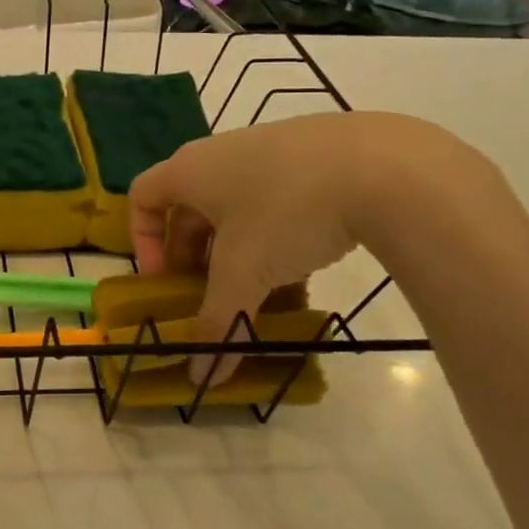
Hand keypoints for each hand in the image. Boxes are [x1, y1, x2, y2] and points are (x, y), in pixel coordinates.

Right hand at [129, 113, 449, 382]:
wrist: (386, 167)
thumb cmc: (287, 212)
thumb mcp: (245, 273)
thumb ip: (217, 322)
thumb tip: (199, 379)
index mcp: (191, 169)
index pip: (142, 196)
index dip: (143, 240)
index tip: (165, 279)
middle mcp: (221, 153)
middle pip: (189, 206)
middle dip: (193, 255)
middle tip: (210, 293)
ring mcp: (270, 149)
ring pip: (236, 207)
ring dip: (237, 251)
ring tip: (261, 290)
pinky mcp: (312, 155)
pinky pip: (275, 199)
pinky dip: (275, 236)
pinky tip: (304, 268)